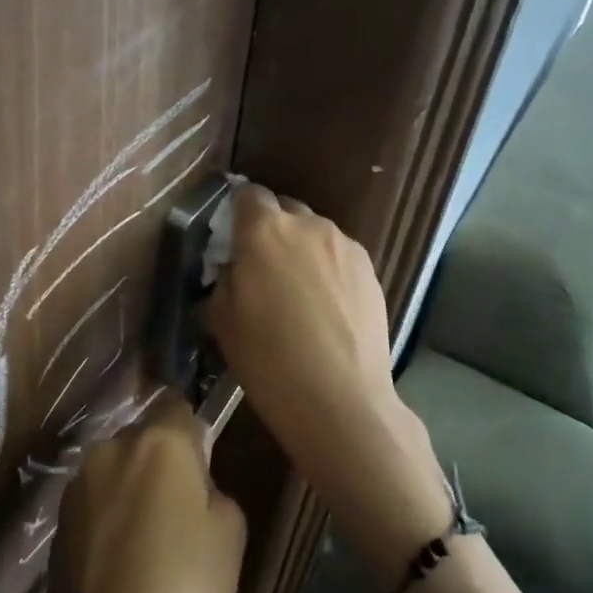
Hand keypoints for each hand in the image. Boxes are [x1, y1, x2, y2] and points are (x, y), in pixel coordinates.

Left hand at [46, 400, 245, 592]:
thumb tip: (193, 483)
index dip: (193, 434)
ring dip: (132, 486)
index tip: (202, 467)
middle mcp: (112, 447)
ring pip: (117, 467)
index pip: (179, 406)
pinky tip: (119, 557)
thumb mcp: (230, 535)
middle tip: (179, 511)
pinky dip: (109, 514)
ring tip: (146, 540)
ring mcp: (79, 481)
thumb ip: (213, 487)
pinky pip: (95, 498)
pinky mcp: (58, 517)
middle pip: (145, 437)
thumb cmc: (184, 591)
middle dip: (161, 461)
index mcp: (159, 442)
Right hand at [206, 187, 450, 571]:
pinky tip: (326, 306)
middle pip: (284, 210)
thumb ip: (225, 278)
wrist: (340, 398)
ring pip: (314, 233)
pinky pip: (339, 255)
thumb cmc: (268, 360)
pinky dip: (328, 269)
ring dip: (302, 250)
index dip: (239, 213)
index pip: (248, 195)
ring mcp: (344, 244)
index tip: (233, 239)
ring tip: (299, 293)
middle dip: (271, 230)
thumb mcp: (222, 319)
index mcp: (264, 230)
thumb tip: (234, 266)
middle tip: (264, 269)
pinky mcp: (370, 268)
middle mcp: (307, 224)